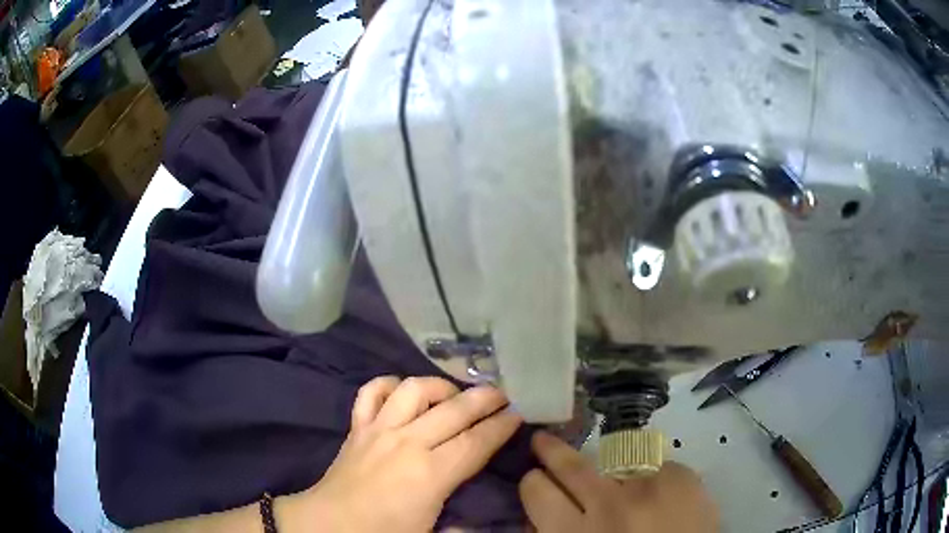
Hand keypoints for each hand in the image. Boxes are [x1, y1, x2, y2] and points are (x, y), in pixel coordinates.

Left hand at [278, 376, 522, 532]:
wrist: (329, 524)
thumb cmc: (383, 532)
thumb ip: (463, 524)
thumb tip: (484, 519)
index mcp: (431, 473)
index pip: (477, 442)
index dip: (502, 426)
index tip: (519, 413)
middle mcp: (408, 441)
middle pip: (455, 410)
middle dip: (485, 398)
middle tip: (502, 395)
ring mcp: (379, 429)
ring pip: (414, 389)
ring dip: (439, 386)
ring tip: (453, 394)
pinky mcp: (357, 426)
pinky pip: (372, 391)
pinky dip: (389, 384)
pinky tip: (402, 391)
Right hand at [519, 432, 718, 532]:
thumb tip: (541, 515)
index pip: (537, 490)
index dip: (533, 482)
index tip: (536, 479)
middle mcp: (609, 505)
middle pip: (570, 465)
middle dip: (551, 451)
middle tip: (543, 442)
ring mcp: (649, 486)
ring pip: (611, 456)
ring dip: (603, 464)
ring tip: (604, 466)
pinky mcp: (682, 476)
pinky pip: (652, 463)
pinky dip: (647, 474)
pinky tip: (654, 490)